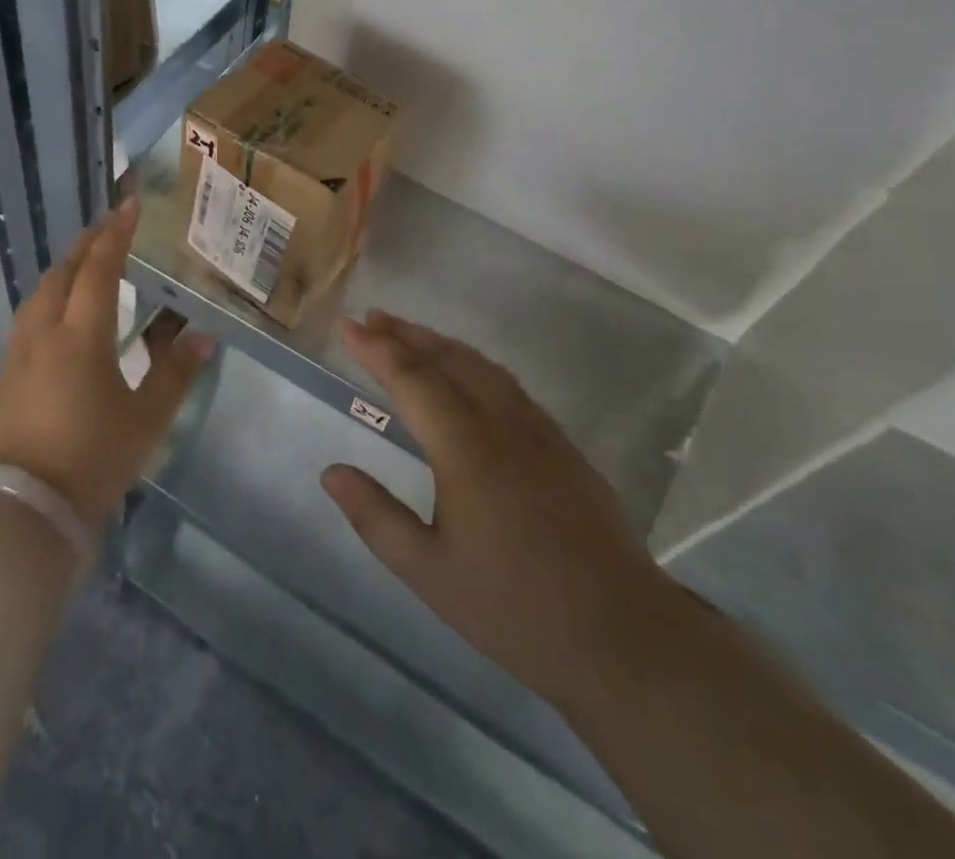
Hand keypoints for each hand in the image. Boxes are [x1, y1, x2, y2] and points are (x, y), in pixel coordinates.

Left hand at [0, 199, 213, 527]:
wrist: (28, 507)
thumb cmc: (94, 457)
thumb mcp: (146, 418)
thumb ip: (176, 373)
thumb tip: (205, 337)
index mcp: (81, 336)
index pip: (99, 269)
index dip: (116, 234)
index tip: (129, 205)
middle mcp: (44, 332)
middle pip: (62, 273)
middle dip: (86, 244)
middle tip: (109, 227)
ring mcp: (19, 352)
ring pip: (39, 292)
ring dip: (64, 268)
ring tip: (84, 262)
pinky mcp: (6, 373)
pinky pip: (28, 316)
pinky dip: (48, 296)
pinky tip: (58, 310)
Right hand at [321, 310, 679, 708]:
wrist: (624, 638)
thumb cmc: (515, 608)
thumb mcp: (429, 572)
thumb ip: (376, 516)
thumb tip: (331, 472)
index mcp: (465, 448)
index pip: (411, 379)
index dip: (376, 348)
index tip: (347, 325)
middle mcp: (502, 424)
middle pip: (448, 360)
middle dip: (406, 334)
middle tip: (371, 316)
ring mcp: (539, 432)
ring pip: (482, 367)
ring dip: (441, 344)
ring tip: (410, 333)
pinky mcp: (563, 447)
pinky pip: (509, 385)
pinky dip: (475, 364)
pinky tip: (468, 375)